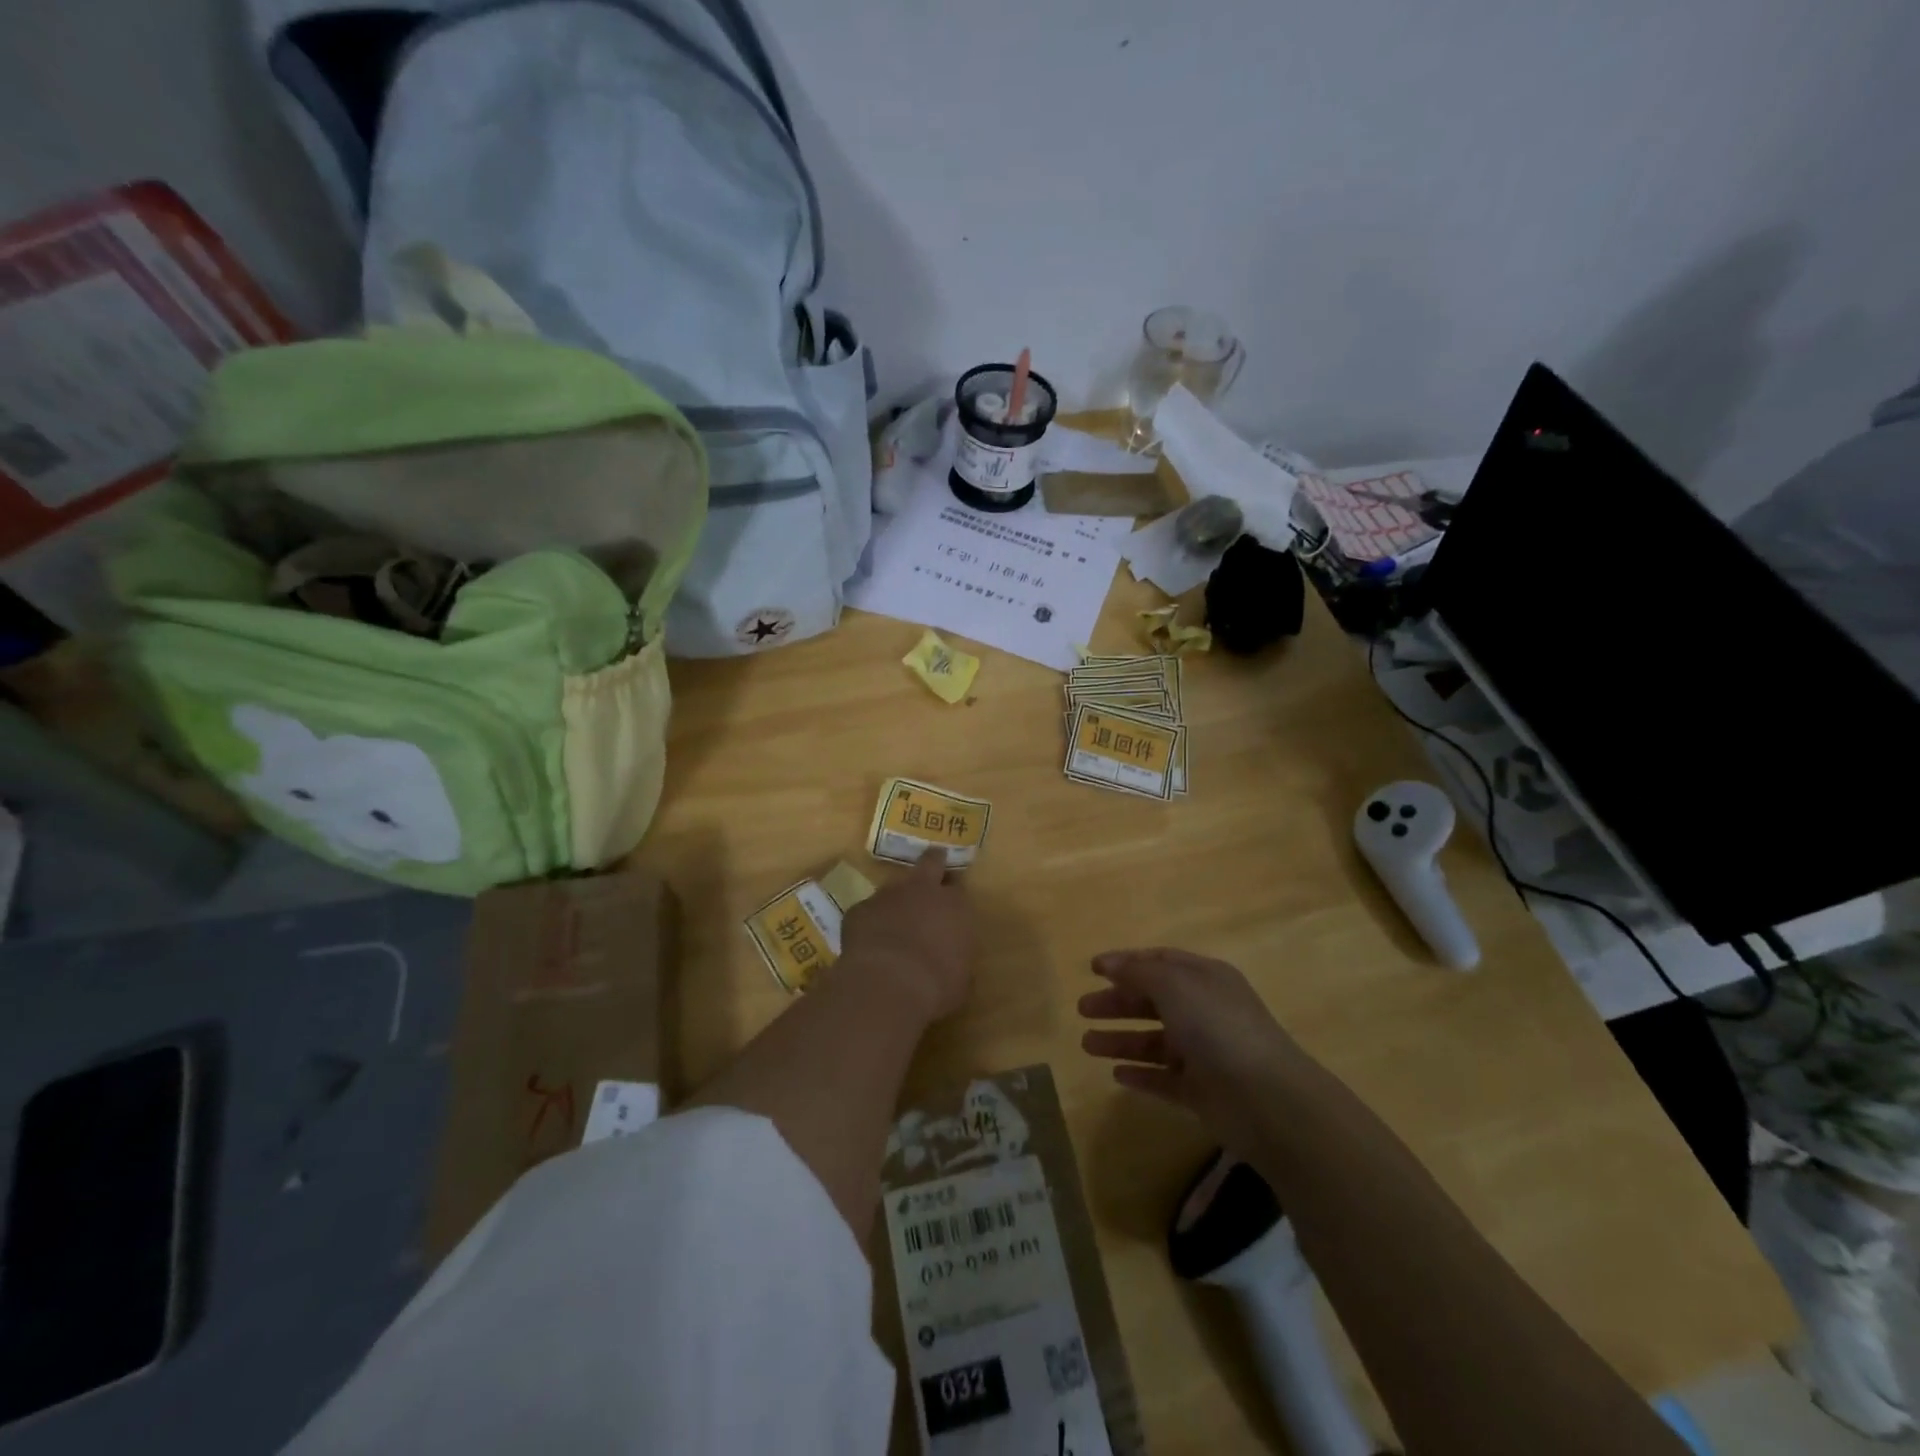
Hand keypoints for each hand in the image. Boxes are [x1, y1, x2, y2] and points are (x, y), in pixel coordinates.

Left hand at [836, 849, 974, 1022]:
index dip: (952, 896)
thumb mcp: (960, 978)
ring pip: (893, 888)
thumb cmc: (936, 986)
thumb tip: (949, 958)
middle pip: (930, 863)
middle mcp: (923, 891)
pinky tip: (867, 945)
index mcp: (955, 906)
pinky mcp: (859, 909)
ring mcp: (887, 896)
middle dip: (932, 863)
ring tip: (892, 924)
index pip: (958, 890)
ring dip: (895, 901)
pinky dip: (868, 924)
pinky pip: (866, 912)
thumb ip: (956, 957)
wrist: (888, 984)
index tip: (950, 906)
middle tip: (931, 870)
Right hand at [1079, 948, 1312, 1144]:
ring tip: (1086, 1044)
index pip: (1160, 963)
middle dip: (1117, 1003)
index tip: (1092, 968)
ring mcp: (1204, 1054)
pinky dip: (1141, 1075)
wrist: (1267, 1100)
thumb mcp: (1175, 986)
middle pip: (1153, 1001)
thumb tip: (1109, 963)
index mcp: (1205, 979)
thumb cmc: (1218, 1028)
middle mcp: (1204, 1012)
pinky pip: (1164, 1080)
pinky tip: (1116, 1075)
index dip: (1126, 963)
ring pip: (1154, 1042)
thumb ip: (1138, 972)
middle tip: (1082, 1009)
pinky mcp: (1202, 1093)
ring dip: (1120, 1041)